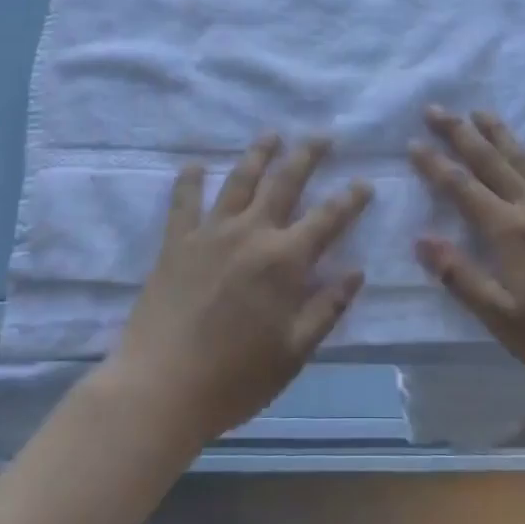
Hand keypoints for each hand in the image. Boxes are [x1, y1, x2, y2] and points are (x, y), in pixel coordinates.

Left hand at [110, 135, 370, 445]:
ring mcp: (210, 233)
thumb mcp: (293, 352)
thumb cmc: (235, 378)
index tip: (364, 182)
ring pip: (240, 180)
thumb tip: (356, 272)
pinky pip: (184, 201)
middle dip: (307, 155)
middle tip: (321, 135)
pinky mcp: (176, 242)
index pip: (327, 218)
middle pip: (284, 182)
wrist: (160, 389)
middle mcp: (251, 233)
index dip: (350, 198)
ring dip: (258, 154)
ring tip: (271, 134)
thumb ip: (326, 308)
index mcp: (284, 261)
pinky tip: (195, 164)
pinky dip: (189, 180)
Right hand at [410, 107, 524, 408]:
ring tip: (480, 111)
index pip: (462, 188)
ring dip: (500, 133)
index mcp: (509, 231)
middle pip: (490, 161)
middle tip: (435, 109)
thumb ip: (460, 276)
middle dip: (460, 133)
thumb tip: (421, 239)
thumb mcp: (501, 318)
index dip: (435, 164)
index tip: (413, 142)